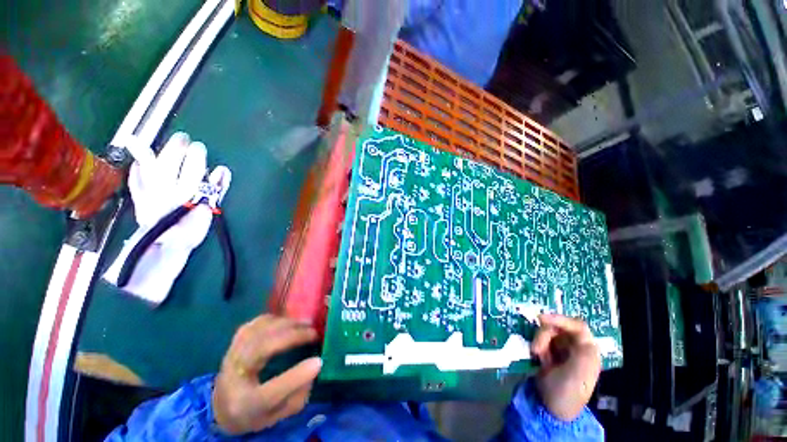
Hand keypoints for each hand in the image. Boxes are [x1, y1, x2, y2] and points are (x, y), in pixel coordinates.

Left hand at [212, 315, 321, 434]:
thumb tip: (314, 367)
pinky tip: (287, 321)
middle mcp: (233, 379)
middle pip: (261, 350)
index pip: (269, 393)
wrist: (221, 405)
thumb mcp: (277, 416)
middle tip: (314, 333)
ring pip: (258, 332)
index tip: (319, 361)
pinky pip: (254, 324)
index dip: (296, 377)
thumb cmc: (254, 412)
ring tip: (305, 324)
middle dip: (292, 337)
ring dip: (286, 324)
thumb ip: (297, 396)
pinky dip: (274, 319)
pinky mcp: (234, 342)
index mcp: (244, 405)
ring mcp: (231, 356)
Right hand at [531, 314, 600, 421]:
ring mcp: (562, 349)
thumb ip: (581, 351)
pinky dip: (536, 345)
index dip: (560, 319)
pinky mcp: (550, 352)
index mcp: (588, 351)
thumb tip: (578, 330)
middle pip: (558, 327)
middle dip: (545, 335)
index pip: (577, 326)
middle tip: (537, 349)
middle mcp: (576, 347)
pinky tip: (537, 357)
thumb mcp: (577, 375)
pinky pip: (540, 339)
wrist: (549, 408)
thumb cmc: (566, 393)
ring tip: (538, 357)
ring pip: (547, 331)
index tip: (541, 318)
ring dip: (539, 341)